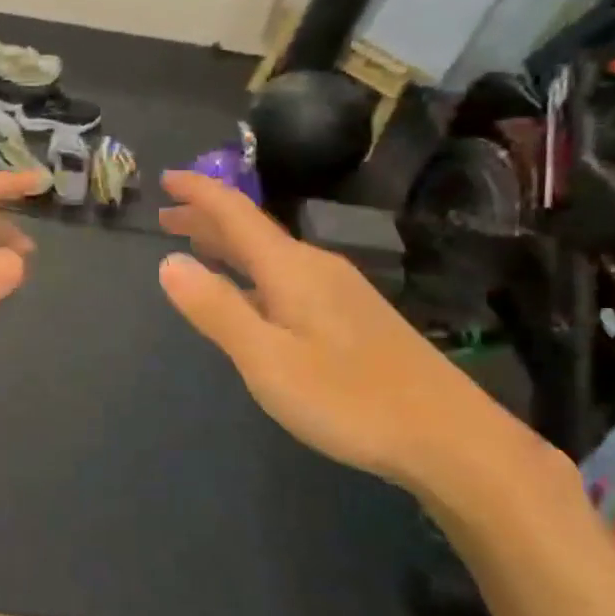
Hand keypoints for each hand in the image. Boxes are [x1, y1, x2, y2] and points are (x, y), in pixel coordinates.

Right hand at [156, 172, 562, 512]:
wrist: (449, 437)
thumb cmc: (348, 399)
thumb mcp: (267, 359)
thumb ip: (216, 309)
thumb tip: (168, 261)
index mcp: (291, 269)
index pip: (235, 213)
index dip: (199, 192)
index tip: (165, 178)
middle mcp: (315, 267)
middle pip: (252, 230)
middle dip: (206, 218)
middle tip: (166, 214)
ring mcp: (339, 291)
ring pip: (269, 254)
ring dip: (228, 245)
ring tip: (195, 244)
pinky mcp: (351, 316)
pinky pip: (286, 275)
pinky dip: (252, 270)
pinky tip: (249, 291)